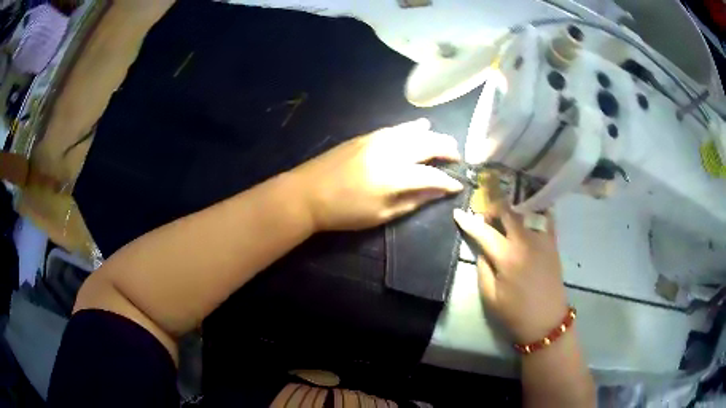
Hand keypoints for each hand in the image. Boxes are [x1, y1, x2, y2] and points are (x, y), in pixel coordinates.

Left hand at [292, 119, 463, 231]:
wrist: (307, 193)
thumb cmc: (344, 212)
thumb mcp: (381, 214)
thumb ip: (412, 201)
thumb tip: (437, 192)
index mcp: (395, 176)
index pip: (432, 175)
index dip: (448, 181)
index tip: (458, 185)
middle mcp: (391, 152)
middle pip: (428, 144)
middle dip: (447, 149)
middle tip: (457, 157)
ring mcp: (377, 140)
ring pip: (414, 132)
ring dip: (434, 135)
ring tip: (445, 142)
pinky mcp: (366, 136)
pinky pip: (396, 128)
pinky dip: (412, 127)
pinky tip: (421, 126)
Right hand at [453, 205, 567, 343]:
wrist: (547, 321)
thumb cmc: (515, 313)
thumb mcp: (490, 297)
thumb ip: (483, 269)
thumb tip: (482, 249)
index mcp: (507, 257)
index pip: (484, 232)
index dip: (469, 221)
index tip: (458, 213)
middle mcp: (526, 242)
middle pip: (508, 212)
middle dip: (493, 209)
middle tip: (486, 218)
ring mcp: (542, 239)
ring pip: (526, 211)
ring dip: (513, 210)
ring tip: (506, 218)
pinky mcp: (553, 243)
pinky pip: (545, 218)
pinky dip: (535, 212)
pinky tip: (528, 217)